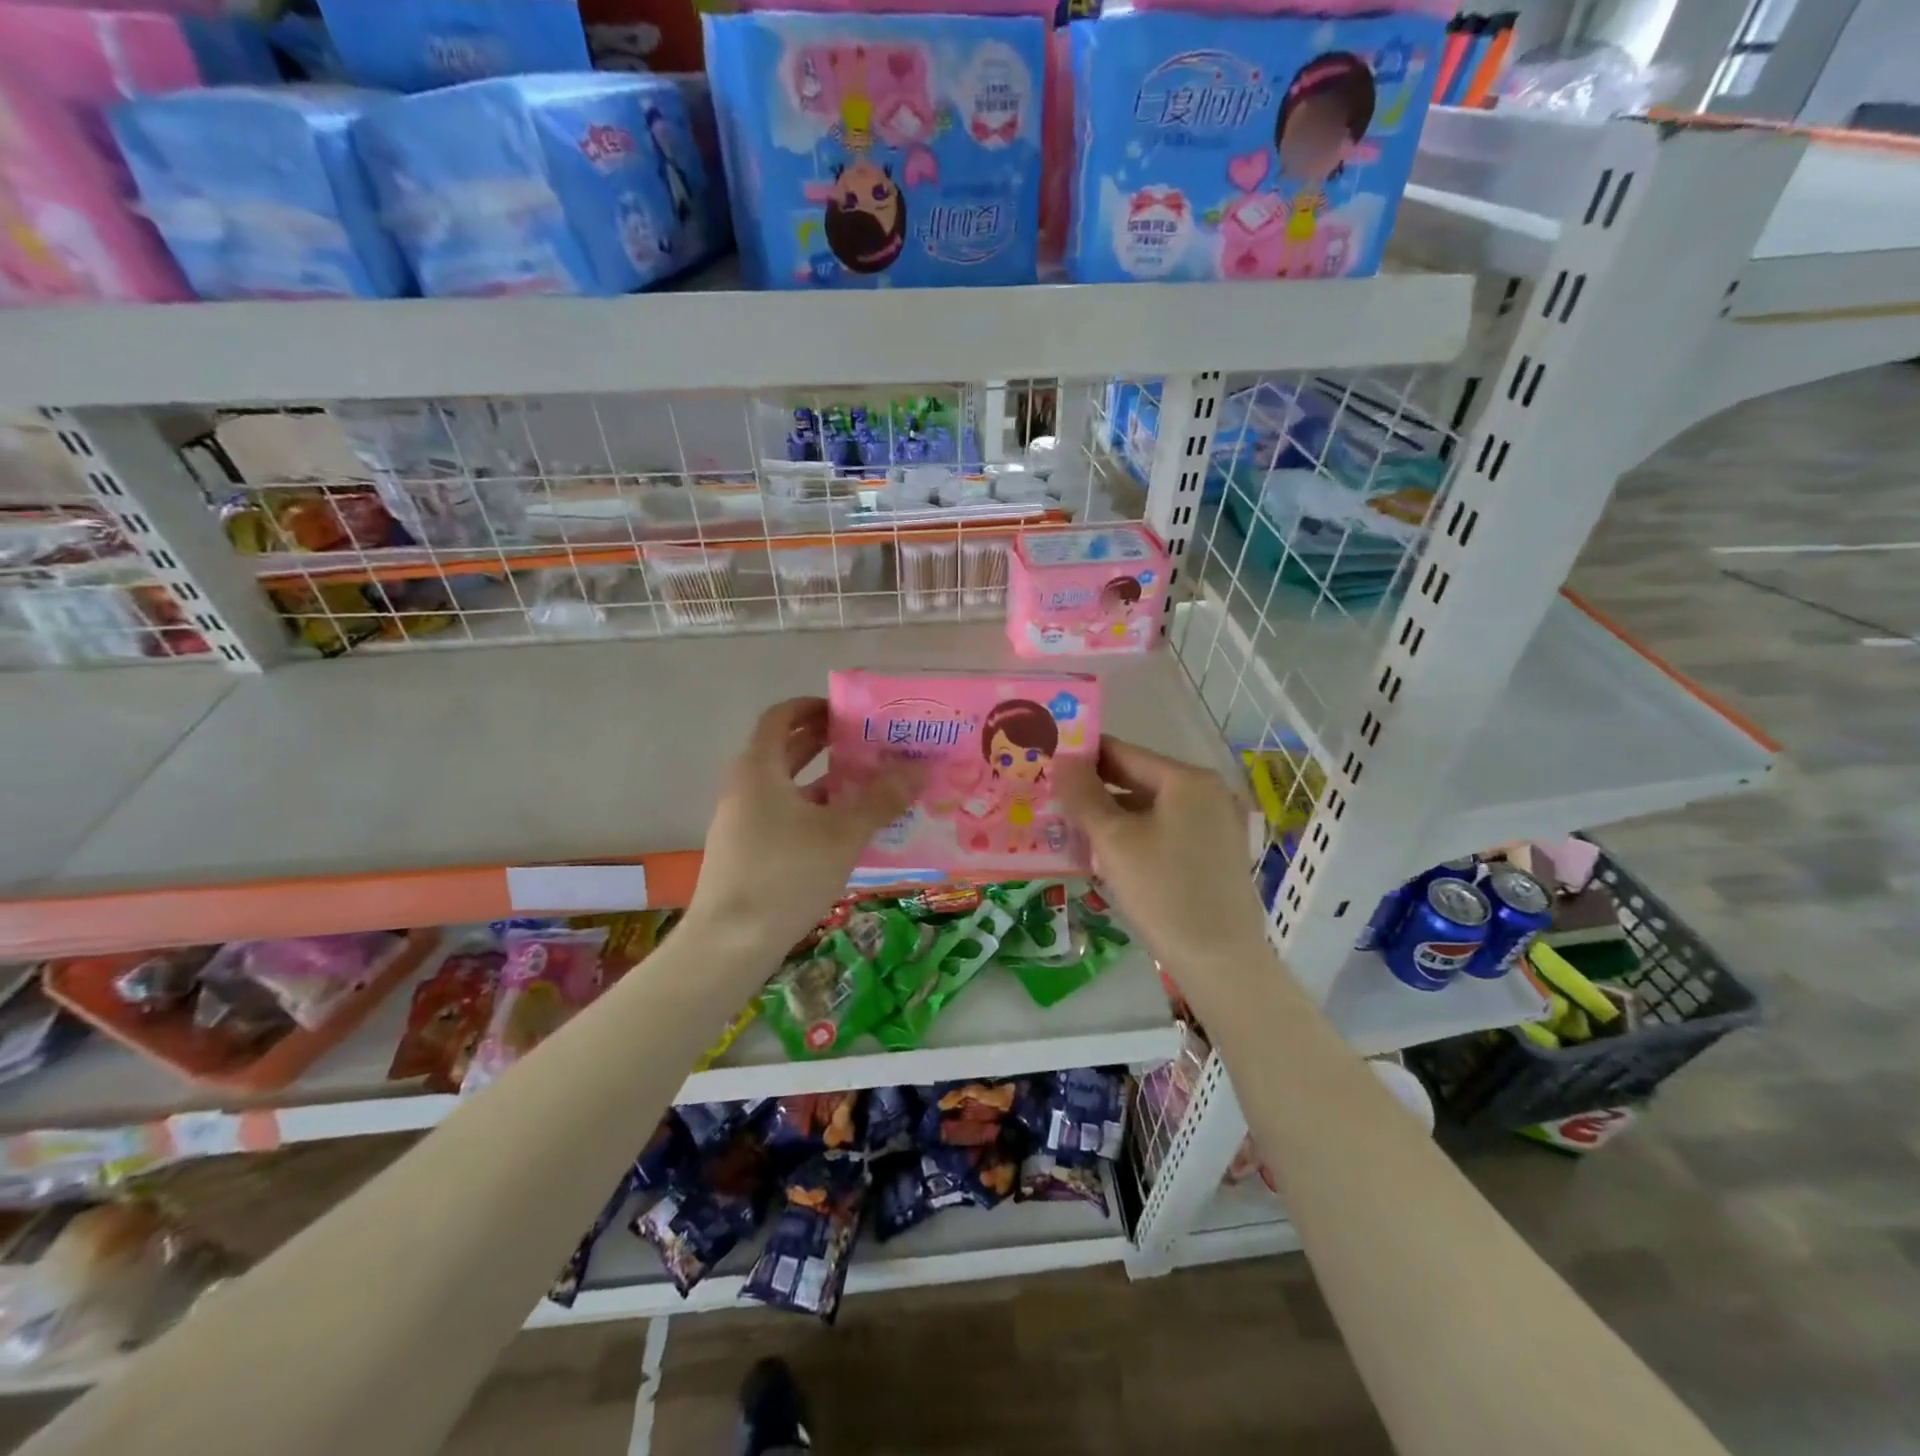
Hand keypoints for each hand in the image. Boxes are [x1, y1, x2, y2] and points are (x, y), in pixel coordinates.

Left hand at [686, 697, 917, 962]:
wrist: (730, 943)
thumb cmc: (786, 875)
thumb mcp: (843, 834)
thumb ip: (882, 799)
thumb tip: (920, 767)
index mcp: (759, 769)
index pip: (780, 716)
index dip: (812, 706)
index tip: (847, 711)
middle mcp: (745, 787)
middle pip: (784, 749)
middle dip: (824, 742)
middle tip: (867, 743)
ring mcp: (741, 821)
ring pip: (785, 786)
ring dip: (822, 779)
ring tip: (866, 784)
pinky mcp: (745, 850)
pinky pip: (782, 814)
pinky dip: (811, 810)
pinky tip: (844, 830)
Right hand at [1056, 736, 1272, 998]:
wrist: (1219, 961)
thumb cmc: (1163, 891)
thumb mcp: (1113, 840)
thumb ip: (1083, 794)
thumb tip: (1062, 758)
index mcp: (1188, 780)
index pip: (1123, 752)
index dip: (1083, 756)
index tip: (1047, 761)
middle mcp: (1209, 793)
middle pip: (1139, 779)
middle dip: (1095, 788)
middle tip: (1052, 796)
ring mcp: (1217, 824)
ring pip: (1151, 808)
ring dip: (1112, 815)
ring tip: (1071, 826)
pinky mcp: (1216, 854)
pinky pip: (1166, 830)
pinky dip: (1136, 834)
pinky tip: (1107, 852)